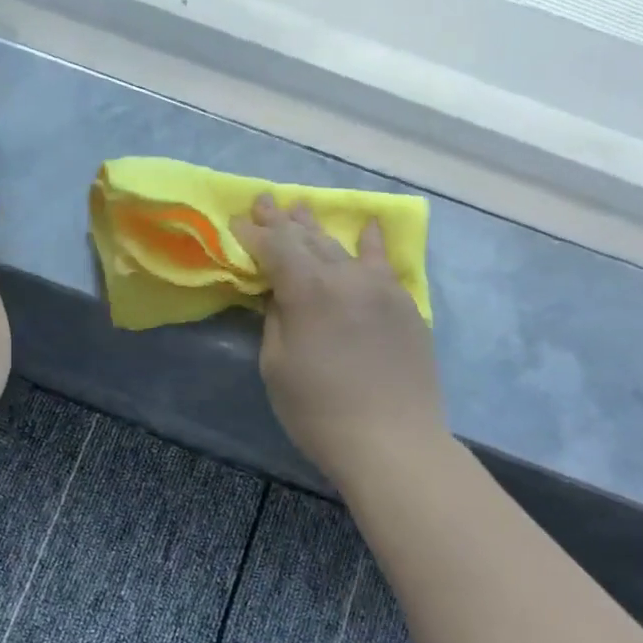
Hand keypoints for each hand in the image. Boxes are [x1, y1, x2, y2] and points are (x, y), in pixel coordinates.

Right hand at [231, 195, 447, 488]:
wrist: (392, 440)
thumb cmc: (318, 410)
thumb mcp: (276, 365)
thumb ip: (276, 319)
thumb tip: (281, 294)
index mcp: (308, 290)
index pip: (275, 247)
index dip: (253, 233)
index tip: (236, 220)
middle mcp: (346, 277)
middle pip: (309, 239)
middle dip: (283, 220)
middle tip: (265, 201)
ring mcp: (381, 288)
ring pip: (343, 247)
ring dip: (318, 228)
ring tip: (301, 208)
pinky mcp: (405, 305)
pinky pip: (382, 264)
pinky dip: (370, 243)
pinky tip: (368, 227)